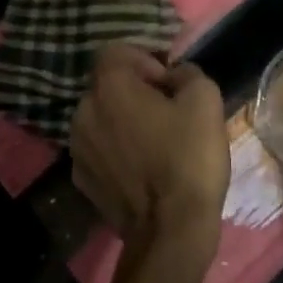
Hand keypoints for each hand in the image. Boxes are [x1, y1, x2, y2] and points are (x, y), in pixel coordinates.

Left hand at [71, 45, 228, 257]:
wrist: (171, 230)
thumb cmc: (188, 158)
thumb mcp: (205, 100)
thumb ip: (187, 73)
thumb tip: (174, 76)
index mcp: (109, 86)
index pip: (117, 51)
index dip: (146, 59)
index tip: (169, 83)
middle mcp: (83, 111)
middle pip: (107, 85)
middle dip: (134, 90)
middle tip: (167, 111)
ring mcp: (77, 147)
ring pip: (101, 117)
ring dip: (123, 120)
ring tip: (154, 142)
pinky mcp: (82, 178)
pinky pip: (99, 149)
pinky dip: (116, 150)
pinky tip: (142, 168)